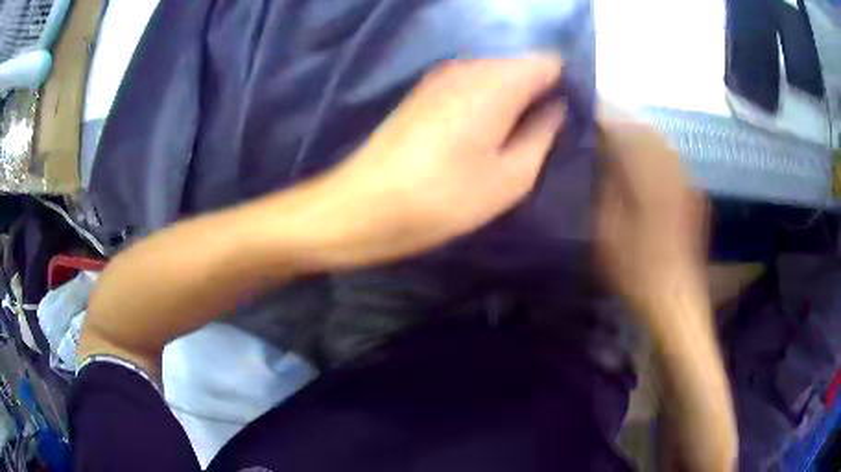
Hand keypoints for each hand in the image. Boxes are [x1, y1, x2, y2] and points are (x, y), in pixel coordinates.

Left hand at [293, 54, 565, 268]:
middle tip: (540, 136)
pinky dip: (485, 102)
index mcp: (497, 81)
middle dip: (537, 92)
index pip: (548, 62)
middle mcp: (469, 66)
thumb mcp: (510, 178)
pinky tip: (479, 135)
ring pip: (495, 74)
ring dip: (510, 99)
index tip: (566, 117)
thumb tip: (555, 107)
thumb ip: (542, 134)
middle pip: (520, 65)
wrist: (363, 205)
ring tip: (510, 140)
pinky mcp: (423, 92)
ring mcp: (441, 76)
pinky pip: (471, 85)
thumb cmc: (442, 198)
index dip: (563, 85)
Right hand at [595, 106, 737, 470]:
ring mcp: (684, 181)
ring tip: (615, 137)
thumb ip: (603, 183)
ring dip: (636, 134)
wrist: (676, 298)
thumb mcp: (607, 228)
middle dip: (620, 121)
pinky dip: (651, 151)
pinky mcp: (690, 194)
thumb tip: (598, 150)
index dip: (601, 118)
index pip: (623, 131)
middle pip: (643, 130)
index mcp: (649, 176)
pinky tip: (641, 161)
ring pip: (658, 142)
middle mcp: (671, 170)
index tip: (583, 113)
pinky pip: (669, 159)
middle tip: (597, 123)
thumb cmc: (636, 270)